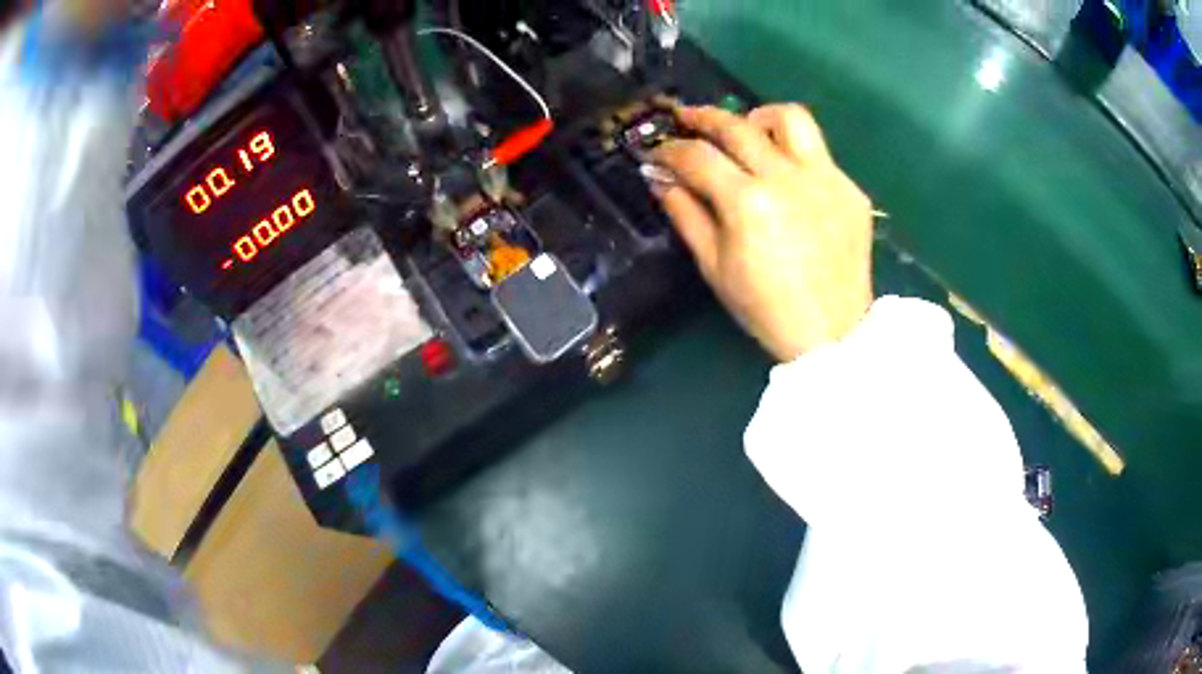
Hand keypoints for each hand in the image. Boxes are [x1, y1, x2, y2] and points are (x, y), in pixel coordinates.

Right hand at [651, 104, 874, 361]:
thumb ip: (686, 214)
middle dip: (703, 117)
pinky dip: (794, 154)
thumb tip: (661, 179)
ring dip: (760, 117)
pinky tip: (786, 177)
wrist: (831, 333)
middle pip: (738, 126)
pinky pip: (819, 153)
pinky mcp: (850, 189)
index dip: (669, 150)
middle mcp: (788, 177)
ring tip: (747, 130)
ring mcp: (826, 179)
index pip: (698, 156)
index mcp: (749, 202)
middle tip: (686, 118)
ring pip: (791, 118)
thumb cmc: (765, 308)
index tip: (657, 153)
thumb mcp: (714, 266)